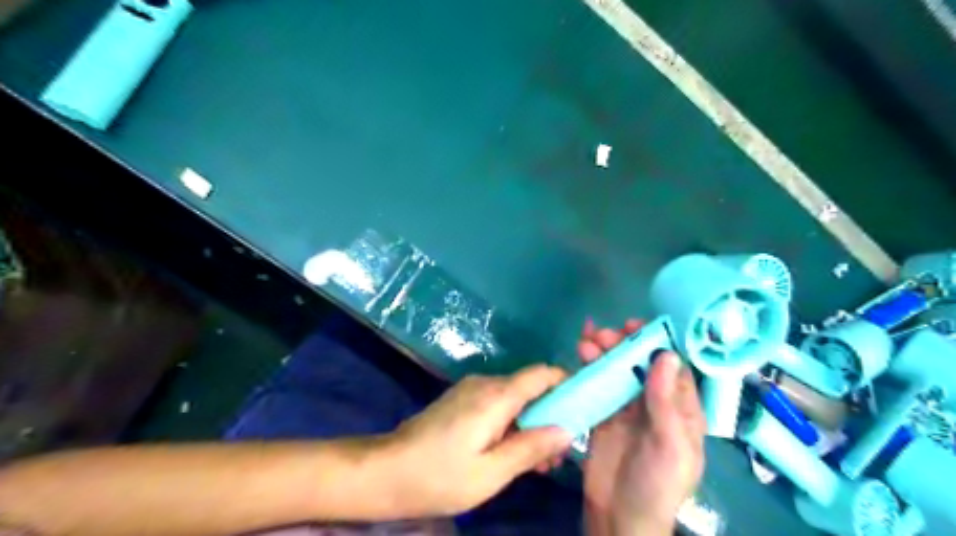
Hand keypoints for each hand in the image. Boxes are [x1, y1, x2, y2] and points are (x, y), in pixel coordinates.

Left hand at [381, 366, 574, 516]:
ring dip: (531, 422)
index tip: (583, 407)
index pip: (542, 374)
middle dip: (550, 414)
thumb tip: (567, 430)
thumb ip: (530, 448)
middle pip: (531, 387)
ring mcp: (471, 390)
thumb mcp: (490, 473)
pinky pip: (498, 404)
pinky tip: (511, 452)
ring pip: (515, 397)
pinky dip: (512, 422)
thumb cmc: (438, 476)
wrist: (386, 470)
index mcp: (496, 396)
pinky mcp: (462, 400)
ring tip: (536, 462)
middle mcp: (486, 383)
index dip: (566, 383)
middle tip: (556, 454)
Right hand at [578, 320, 704, 533]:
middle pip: (640, 363)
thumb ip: (666, 402)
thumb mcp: (670, 446)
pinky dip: (589, 367)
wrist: (620, 517)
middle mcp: (655, 402)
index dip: (656, 343)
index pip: (673, 367)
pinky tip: (580, 354)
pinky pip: (598, 384)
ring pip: (617, 370)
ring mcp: (627, 407)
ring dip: (604, 352)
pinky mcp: (603, 413)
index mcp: (681, 409)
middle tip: (605, 334)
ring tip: (587, 341)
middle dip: (624, 344)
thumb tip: (666, 355)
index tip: (636, 327)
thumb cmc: (657, 485)